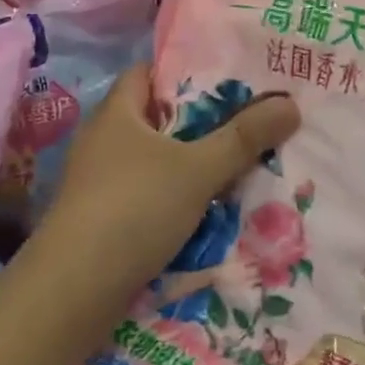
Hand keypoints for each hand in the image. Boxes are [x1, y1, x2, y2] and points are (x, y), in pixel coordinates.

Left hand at [36, 65, 299, 322]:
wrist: (72, 293)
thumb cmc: (133, 209)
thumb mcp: (198, 170)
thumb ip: (244, 138)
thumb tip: (291, 103)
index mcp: (117, 112)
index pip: (150, 72)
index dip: (186, 70)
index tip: (230, 77)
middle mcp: (104, 140)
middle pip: (159, 118)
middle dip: (202, 121)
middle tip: (250, 120)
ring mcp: (100, 182)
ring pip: (157, 160)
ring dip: (193, 163)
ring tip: (240, 163)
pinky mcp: (103, 218)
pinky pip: (150, 194)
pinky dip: (177, 196)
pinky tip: (210, 207)